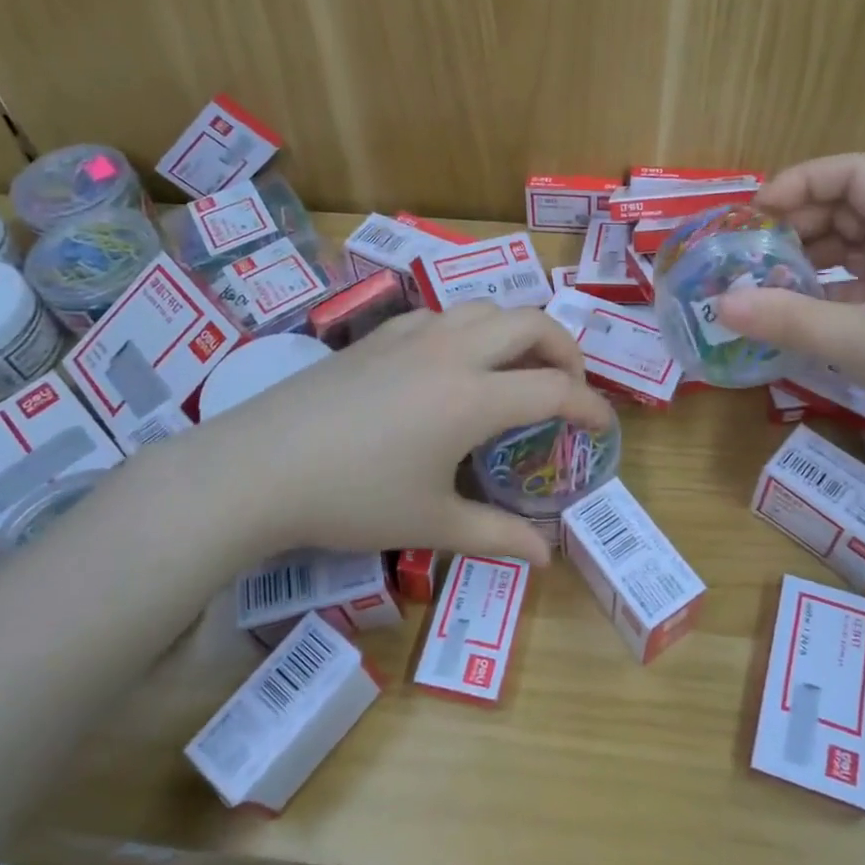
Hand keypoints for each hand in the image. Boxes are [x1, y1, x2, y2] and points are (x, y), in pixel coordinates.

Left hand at [203, 304, 612, 562]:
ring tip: (518, 369)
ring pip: (487, 307)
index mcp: (474, 397)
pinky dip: (470, 329)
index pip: (556, 388)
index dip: (591, 407)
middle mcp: (453, 352)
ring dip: (518, 331)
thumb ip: (498, 536)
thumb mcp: (432, 524)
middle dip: (567, 349)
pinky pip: (443, 314)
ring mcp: (413, 335)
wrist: (259, 467)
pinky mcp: (379, 335)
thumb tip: (547, 557)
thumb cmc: (352, 499)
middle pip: (533, 323)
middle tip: (569, 388)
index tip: (605, 427)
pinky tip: (453, 364)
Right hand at [716, 154, 864, 470]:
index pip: (853, 173)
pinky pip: (860, 288)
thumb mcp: (861, 341)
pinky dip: (826, 294)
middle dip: (797, 224)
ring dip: (809, 261)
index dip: (802, 181)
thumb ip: (788, 320)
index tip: (758, 213)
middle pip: (848, 208)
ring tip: (766, 286)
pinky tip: (797, 319)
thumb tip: (721, 304)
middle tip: (753, 255)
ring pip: (853, 250)